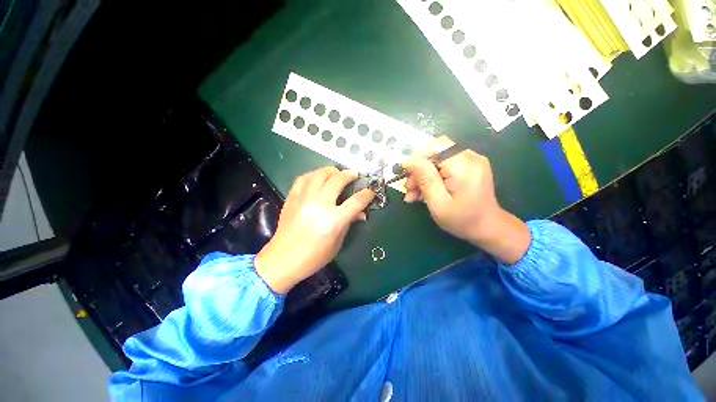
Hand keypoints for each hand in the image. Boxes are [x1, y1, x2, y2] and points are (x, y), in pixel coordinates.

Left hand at [255, 167, 374, 293]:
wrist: (283, 259)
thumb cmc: (314, 256)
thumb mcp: (337, 243)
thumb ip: (349, 223)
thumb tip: (361, 213)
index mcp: (333, 221)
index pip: (356, 201)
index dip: (366, 194)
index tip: (370, 191)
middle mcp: (319, 205)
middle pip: (338, 180)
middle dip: (349, 175)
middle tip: (354, 175)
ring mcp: (304, 199)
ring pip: (320, 174)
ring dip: (332, 171)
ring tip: (337, 173)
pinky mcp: (292, 197)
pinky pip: (304, 178)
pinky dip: (314, 175)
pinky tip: (318, 178)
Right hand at [402, 150, 530, 263]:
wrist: (487, 228)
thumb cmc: (462, 220)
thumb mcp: (438, 203)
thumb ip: (425, 179)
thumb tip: (409, 160)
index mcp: (464, 166)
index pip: (436, 147)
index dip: (418, 158)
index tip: (406, 176)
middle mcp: (470, 157)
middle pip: (436, 153)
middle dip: (419, 170)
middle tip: (408, 189)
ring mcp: (471, 161)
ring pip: (437, 160)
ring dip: (423, 175)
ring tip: (413, 194)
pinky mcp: (468, 166)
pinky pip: (444, 165)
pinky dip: (432, 177)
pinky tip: (424, 191)